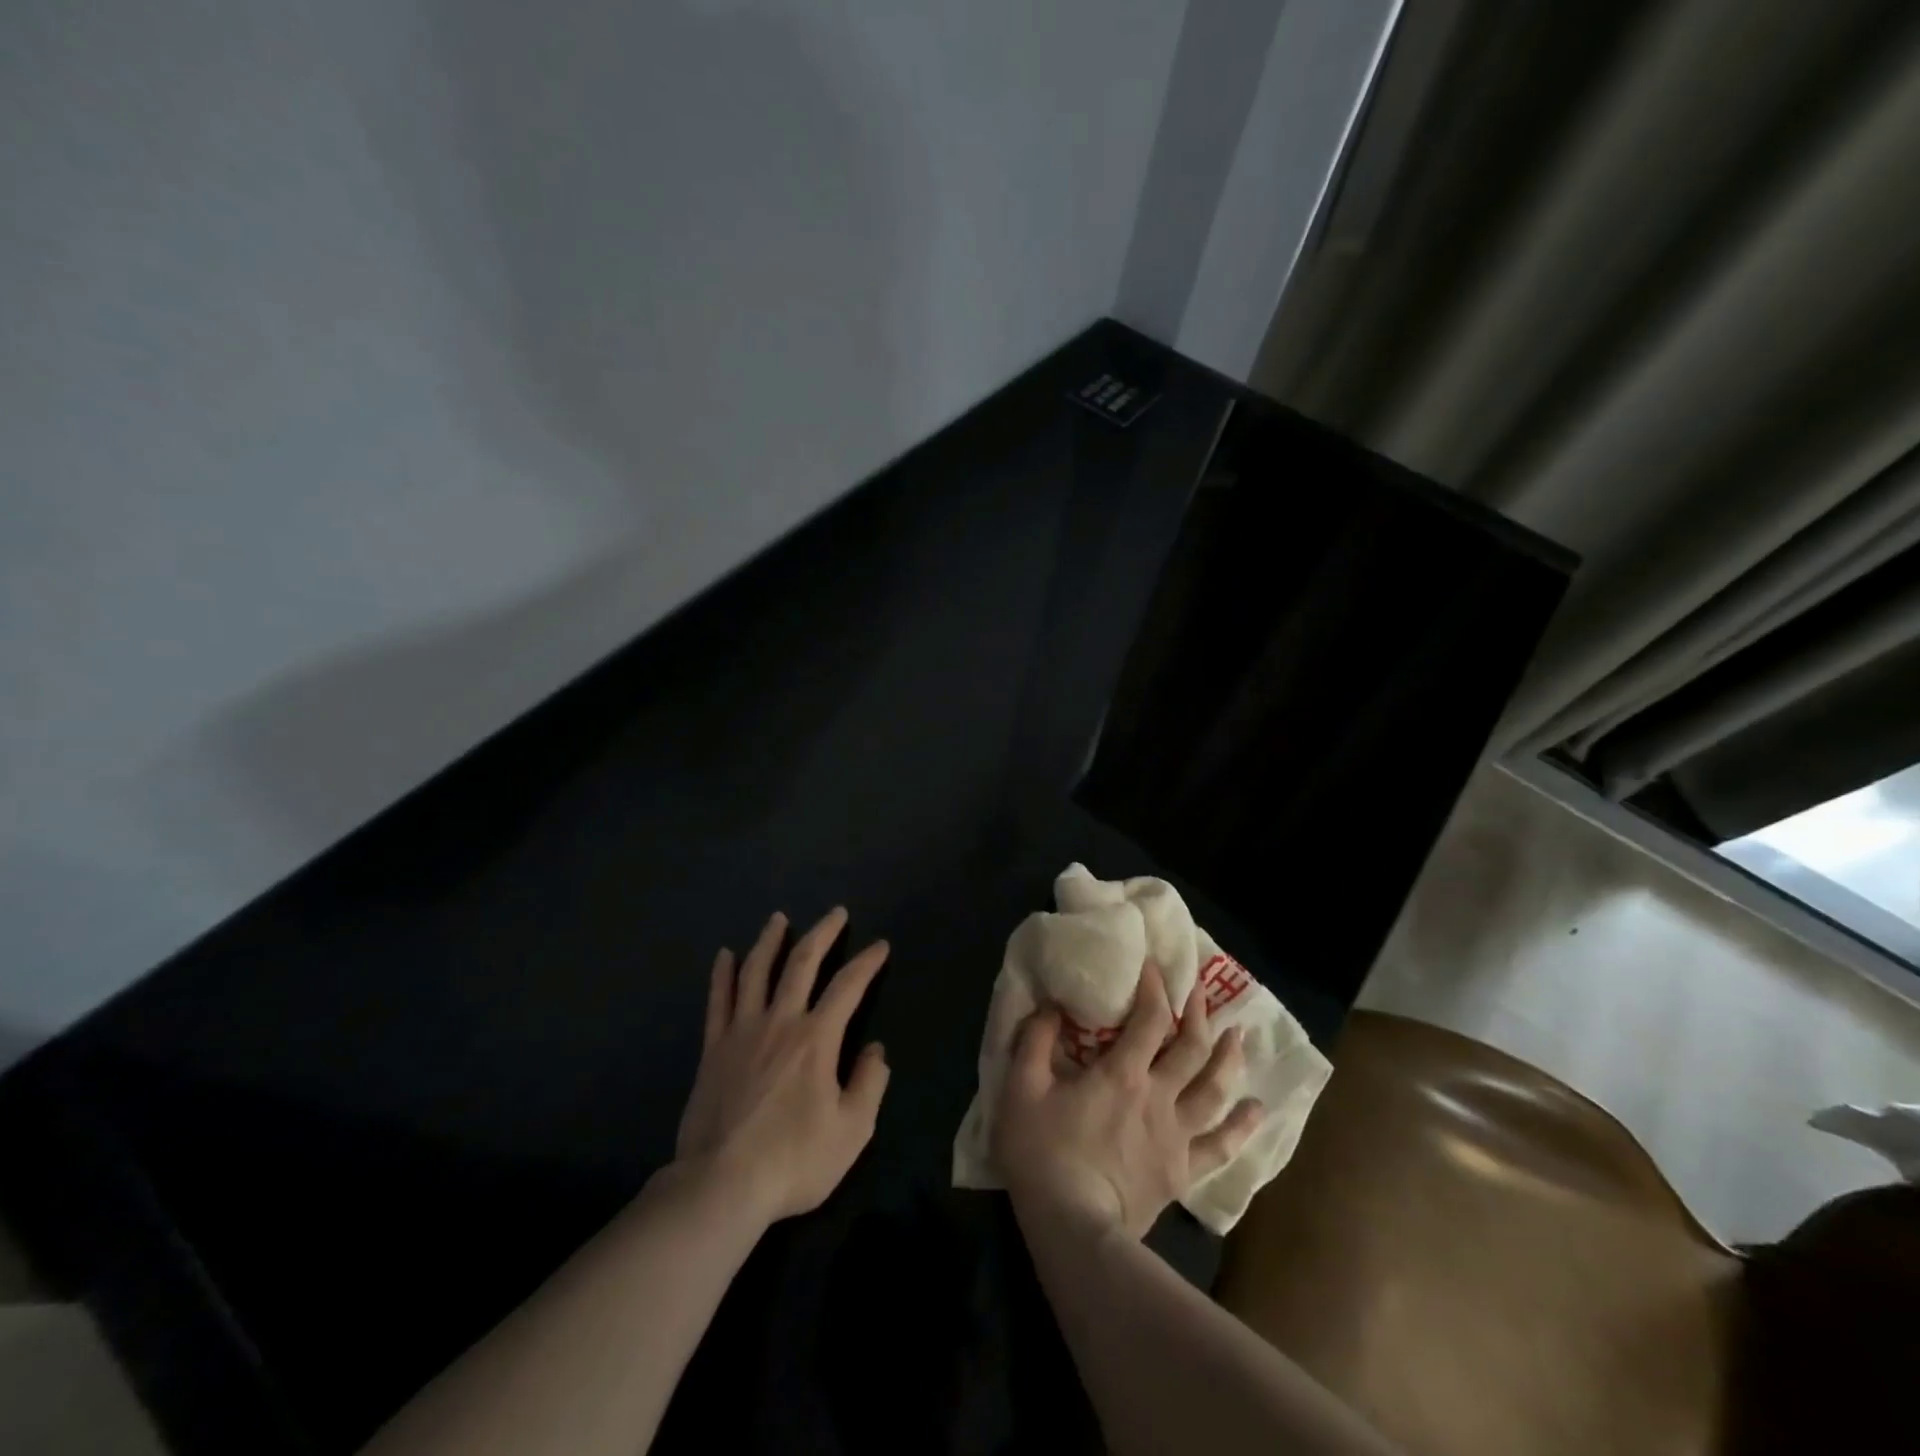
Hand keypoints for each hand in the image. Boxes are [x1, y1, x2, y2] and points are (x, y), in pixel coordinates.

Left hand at [674, 907, 890, 1224]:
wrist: (720, 1185)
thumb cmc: (793, 1160)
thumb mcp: (852, 1131)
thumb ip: (870, 1084)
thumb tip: (876, 1049)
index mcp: (817, 1038)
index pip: (848, 986)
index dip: (867, 962)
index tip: (880, 946)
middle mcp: (780, 1021)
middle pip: (802, 963)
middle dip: (822, 933)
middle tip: (836, 912)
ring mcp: (742, 1031)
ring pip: (756, 971)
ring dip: (770, 940)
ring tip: (778, 919)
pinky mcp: (713, 1048)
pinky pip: (718, 1001)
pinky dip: (722, 974)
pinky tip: (725, 955)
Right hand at [994, 960, 1264, 1238]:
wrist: (1074, 1230)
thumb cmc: (1044, 1154)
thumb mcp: (1021, 1089)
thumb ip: (1035, 1042)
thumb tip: (1051, 1008)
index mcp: (1122, 1074)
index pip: (1150, 1019)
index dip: (1155, 988)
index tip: (1154, 964)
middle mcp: (1159, 1097)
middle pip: (1191, 1047)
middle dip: (1198, 1013)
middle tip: (1200, 990)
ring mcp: (1176, 1136)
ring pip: (1215, 1090)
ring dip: (1229, 1059)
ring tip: (1240, 1036)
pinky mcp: (1182, 1171)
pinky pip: (1221, 1147)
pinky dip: (1242, 1127)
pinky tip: (1257, 1111)